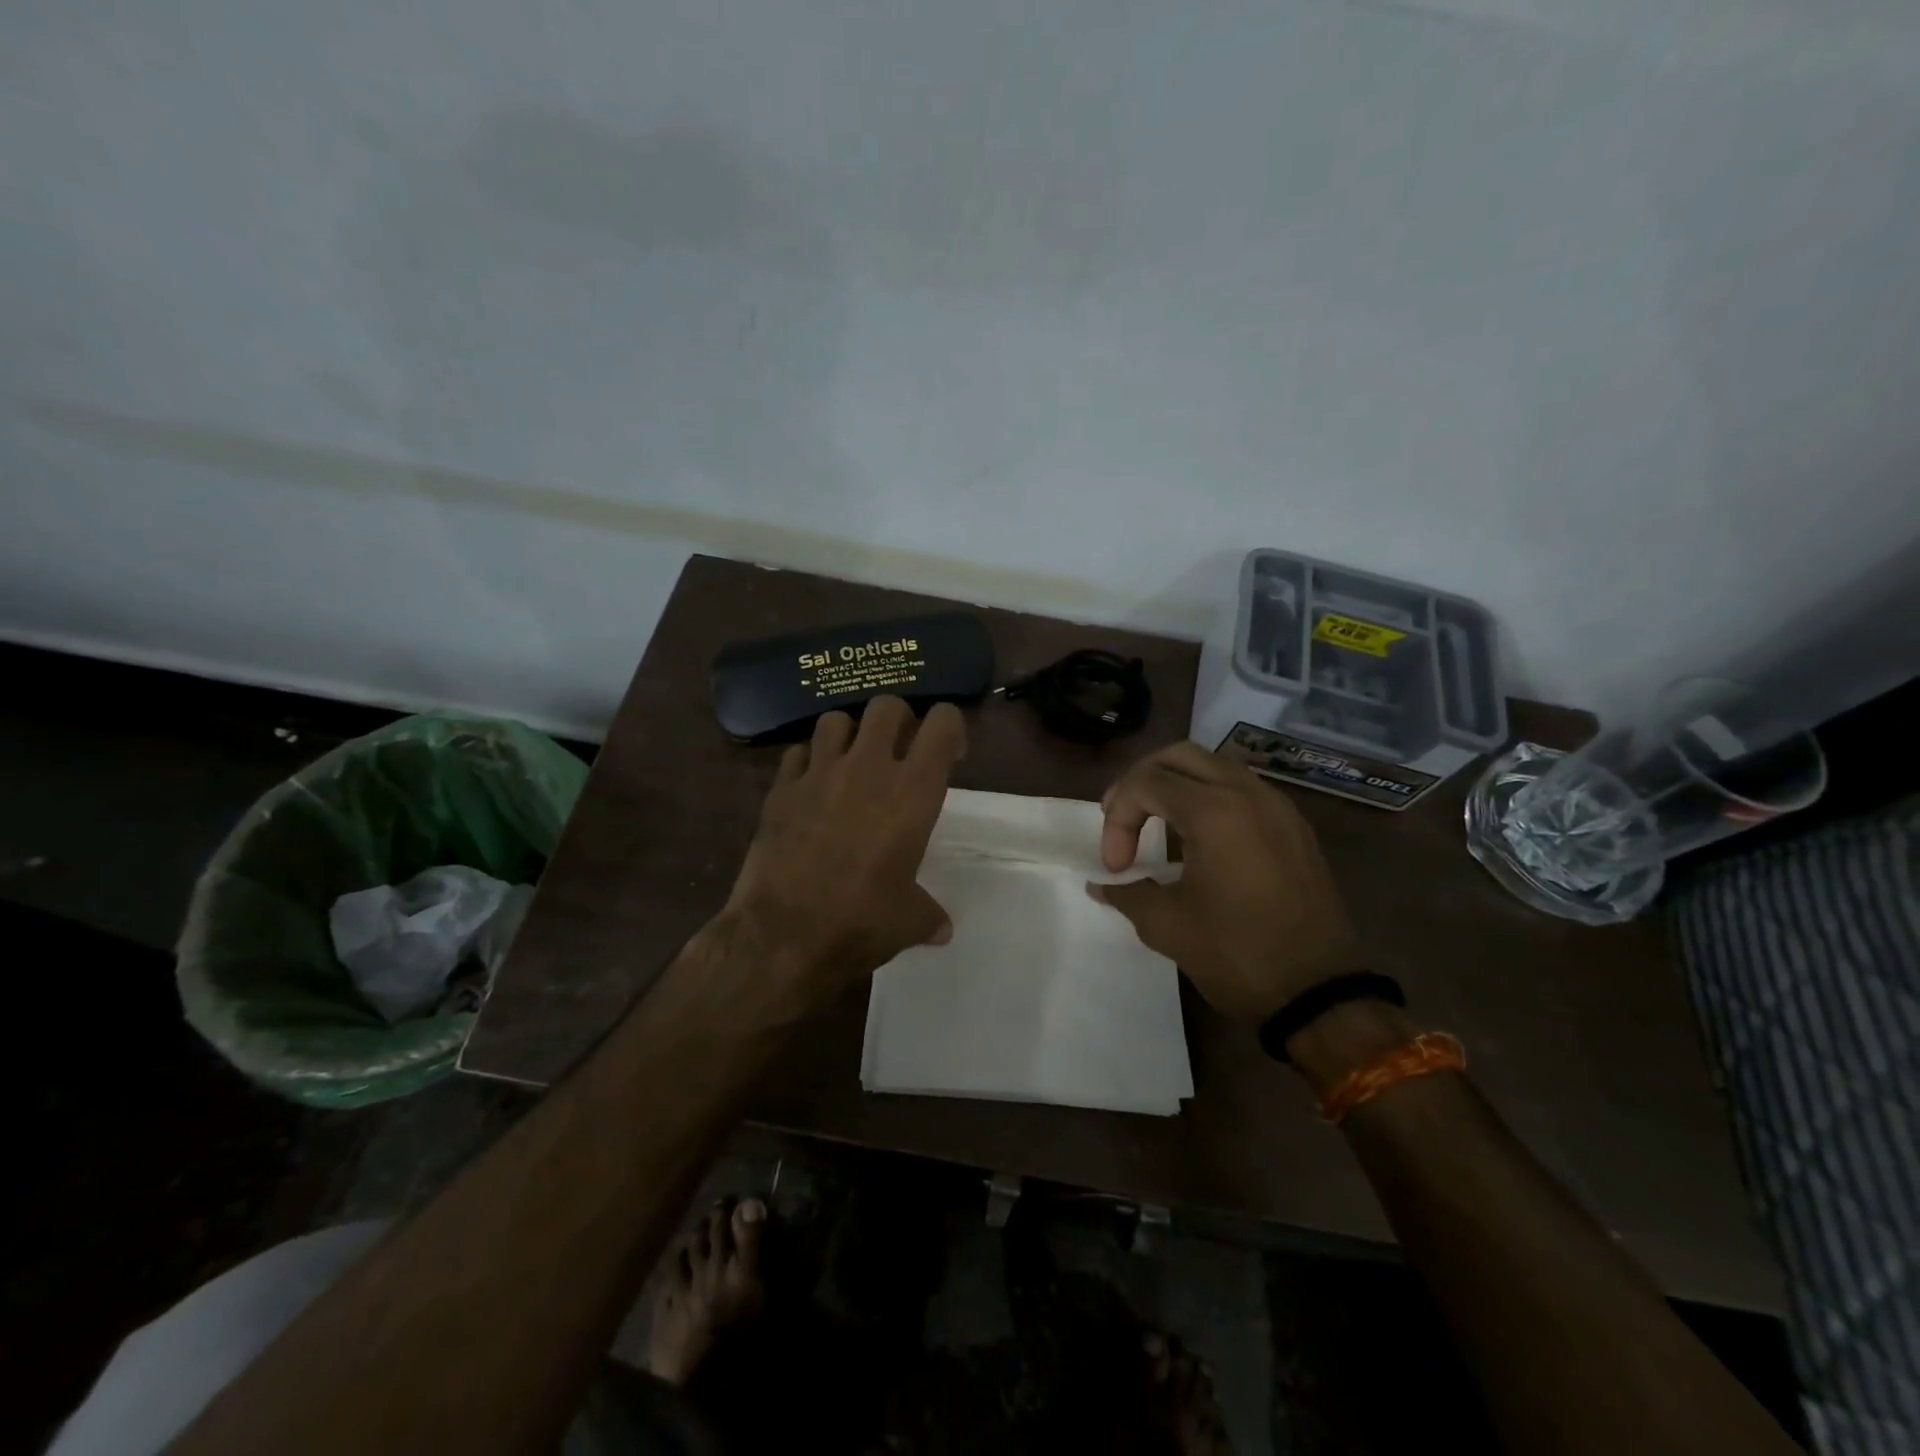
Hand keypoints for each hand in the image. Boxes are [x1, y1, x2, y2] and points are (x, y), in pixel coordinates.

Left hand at [718, 697, 965, 1013]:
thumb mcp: (908, 921)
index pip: (942, 723)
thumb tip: (942, 929)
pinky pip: (797, 753)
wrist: (783, 935)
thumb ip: (929, 915)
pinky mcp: (781, 788)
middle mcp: (868, 768)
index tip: (948, 755)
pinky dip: (807, 762)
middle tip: (898, 752)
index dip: (949, 729)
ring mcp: (819, 772)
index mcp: (913, 792)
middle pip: (887, 705)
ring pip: (836, 719)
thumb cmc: (860, 923)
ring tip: (850, 763)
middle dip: (898, 721)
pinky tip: (810, 788)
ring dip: (849, 735)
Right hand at [1089, 741, 1361, 1019]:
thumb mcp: (1167, 925)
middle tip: (1121, 817)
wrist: (1320, 993)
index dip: (1118, 818)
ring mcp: (1278, 807)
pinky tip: (1198, 837)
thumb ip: (1127, 893)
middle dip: (1141, 781)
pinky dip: (1209, 797)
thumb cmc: (1236, 954)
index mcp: (1214, 811)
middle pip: (1180, 756)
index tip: (1116, 867)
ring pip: (1215, 766)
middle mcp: (1248, 794)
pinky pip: (1243, 789)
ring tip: (1155, 821)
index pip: (1147, 782)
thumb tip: (1101, 884)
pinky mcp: (1294, 827)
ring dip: (1177, 783)